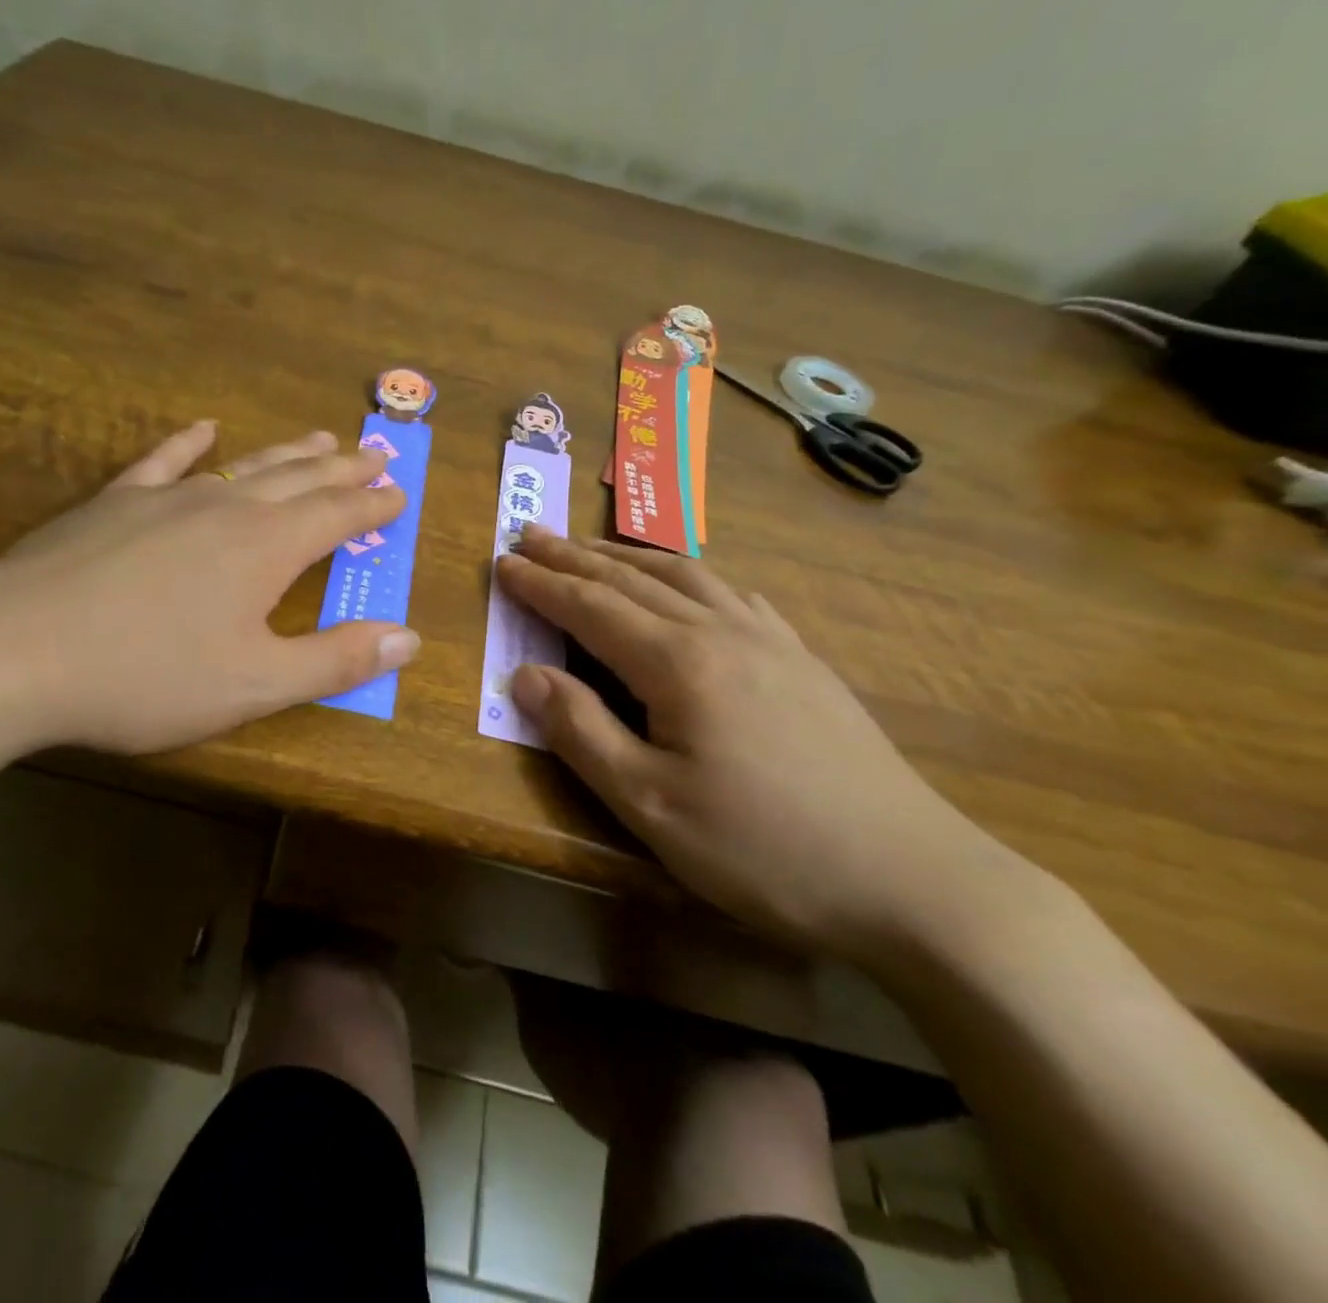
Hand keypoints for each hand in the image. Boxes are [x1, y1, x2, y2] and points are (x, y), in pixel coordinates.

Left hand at [0, 422, 417, 763]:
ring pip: (244, 465)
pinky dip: (189, 443)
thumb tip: (409, 638)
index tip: (399, 494)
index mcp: (267, 547)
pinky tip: (204, 429)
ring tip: (321, 436)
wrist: (13, 653)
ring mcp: (165, 499)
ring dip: (288, 452)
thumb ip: (336, 660)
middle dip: (344, 468)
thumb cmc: (147, 677)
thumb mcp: (256, 684)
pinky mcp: (113, 503)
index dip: (373, 506)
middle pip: (300, 478)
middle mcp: (225, 508)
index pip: (338, 516)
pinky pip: (162, 461)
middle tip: (376, 453)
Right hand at [495, 527, 1027, 964]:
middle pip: (632, 579)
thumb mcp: (650, 805)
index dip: (541, 584)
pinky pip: (733, 595)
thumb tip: (522, 674)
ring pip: (686, 576)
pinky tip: (690, 584)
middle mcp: (722, 632)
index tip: (501, 563)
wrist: (914, 880)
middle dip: (574, 556)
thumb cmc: (764, 849)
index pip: (590, 607)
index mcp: (678, 662)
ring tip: (593, 547)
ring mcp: (770, 641)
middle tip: (531, 535)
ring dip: (628, 557)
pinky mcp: (803, 661)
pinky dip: (690, 575)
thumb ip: (581, 731)